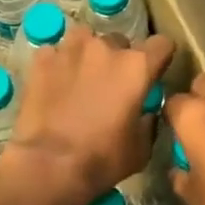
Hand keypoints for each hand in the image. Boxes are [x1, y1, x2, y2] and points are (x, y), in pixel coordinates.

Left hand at [1, 25, 175, 204]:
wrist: (47, 166)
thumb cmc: (102, 159)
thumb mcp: (141, 149)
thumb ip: (147, 121)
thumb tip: (145, 112)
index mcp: (137, 66)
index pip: (162, 44)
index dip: (160, 58)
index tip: (153, 73)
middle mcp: (106, 47)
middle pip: (120, 42)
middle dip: (118, 59)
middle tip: (110, 85)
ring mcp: (71, 49)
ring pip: (86, 39)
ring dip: (87, 54)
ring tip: (80, 78)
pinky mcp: (42, 59)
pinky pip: (55, 53)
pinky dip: (57, 65)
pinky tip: (53, 85)